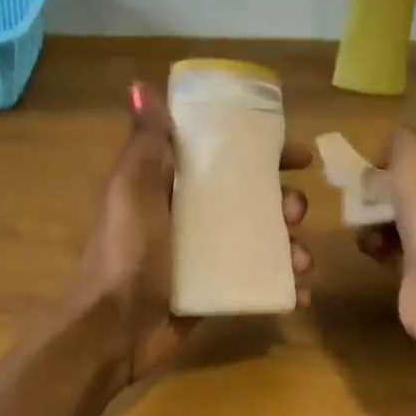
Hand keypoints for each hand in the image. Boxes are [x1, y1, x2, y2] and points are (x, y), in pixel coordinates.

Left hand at [71, 81, 312, 382]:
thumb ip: (146, 143)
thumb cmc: (127, 253)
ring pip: (264, 239)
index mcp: (173, 184)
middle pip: (255, 197)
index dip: (265, 151)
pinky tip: (300, 292)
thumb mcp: (133, 190)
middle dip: (286, 201)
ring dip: (292, 244)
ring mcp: (207, 256)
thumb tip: (140, 85)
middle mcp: (193, 215)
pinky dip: (284, 284)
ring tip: (301, 260)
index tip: (299, 156)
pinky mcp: (217, 290)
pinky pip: (260, 280)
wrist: (114, 330)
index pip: (227, 156)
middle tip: (295, 211)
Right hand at [356, 126, 415, 360]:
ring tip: (366, 227)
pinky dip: (378, 244)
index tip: (376, 166)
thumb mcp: (415, 151)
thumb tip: (392, 150)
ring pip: (399, 214)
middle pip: (411, 184)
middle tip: (365, 197)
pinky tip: (373, 250)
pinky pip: (395, 245)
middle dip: (382, 190)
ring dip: (375, 218)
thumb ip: (402, 137)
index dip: (398, 154)